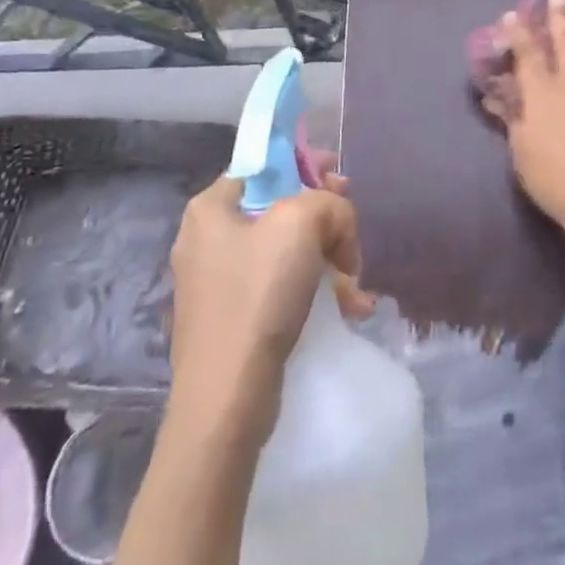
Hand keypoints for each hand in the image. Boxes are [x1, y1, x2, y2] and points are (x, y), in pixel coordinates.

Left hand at [166, 171, 373, 442]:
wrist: (227, 399)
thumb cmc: (257, 296)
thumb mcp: (301, 225)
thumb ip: (328, 203)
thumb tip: (336, 223)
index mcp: (211, 208)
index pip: (264, 167)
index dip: (306, 165)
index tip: (340, 180)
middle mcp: (209, 239)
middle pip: (281, 208)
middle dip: (326, 220)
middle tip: (353, 232)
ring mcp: (219, 282)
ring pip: (288, 251)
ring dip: (329, 261)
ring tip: (356, 284)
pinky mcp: (234, 319)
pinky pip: (282, 288)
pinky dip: (316, 292)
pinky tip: (350, 309)